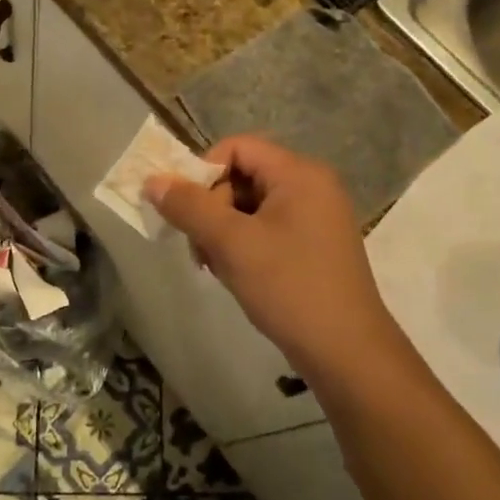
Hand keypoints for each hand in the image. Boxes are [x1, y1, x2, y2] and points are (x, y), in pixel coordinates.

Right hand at [147, 137, 399, 379]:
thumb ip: (189, 207)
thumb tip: (153, 181)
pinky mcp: (315, 245)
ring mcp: (317, 217)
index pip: (236, 147)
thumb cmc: (288, 287)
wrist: (347, 352)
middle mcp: (312, 186)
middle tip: (199, 248)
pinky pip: (268, 228)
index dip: (203, 172)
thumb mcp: (231, 243)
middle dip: (212, 207)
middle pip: (243, 175)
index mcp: (299, 173)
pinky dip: (244, 245)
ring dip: (223, 231)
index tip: (187, 210)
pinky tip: (235, 274)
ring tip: (215, 266)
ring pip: (251, 206)